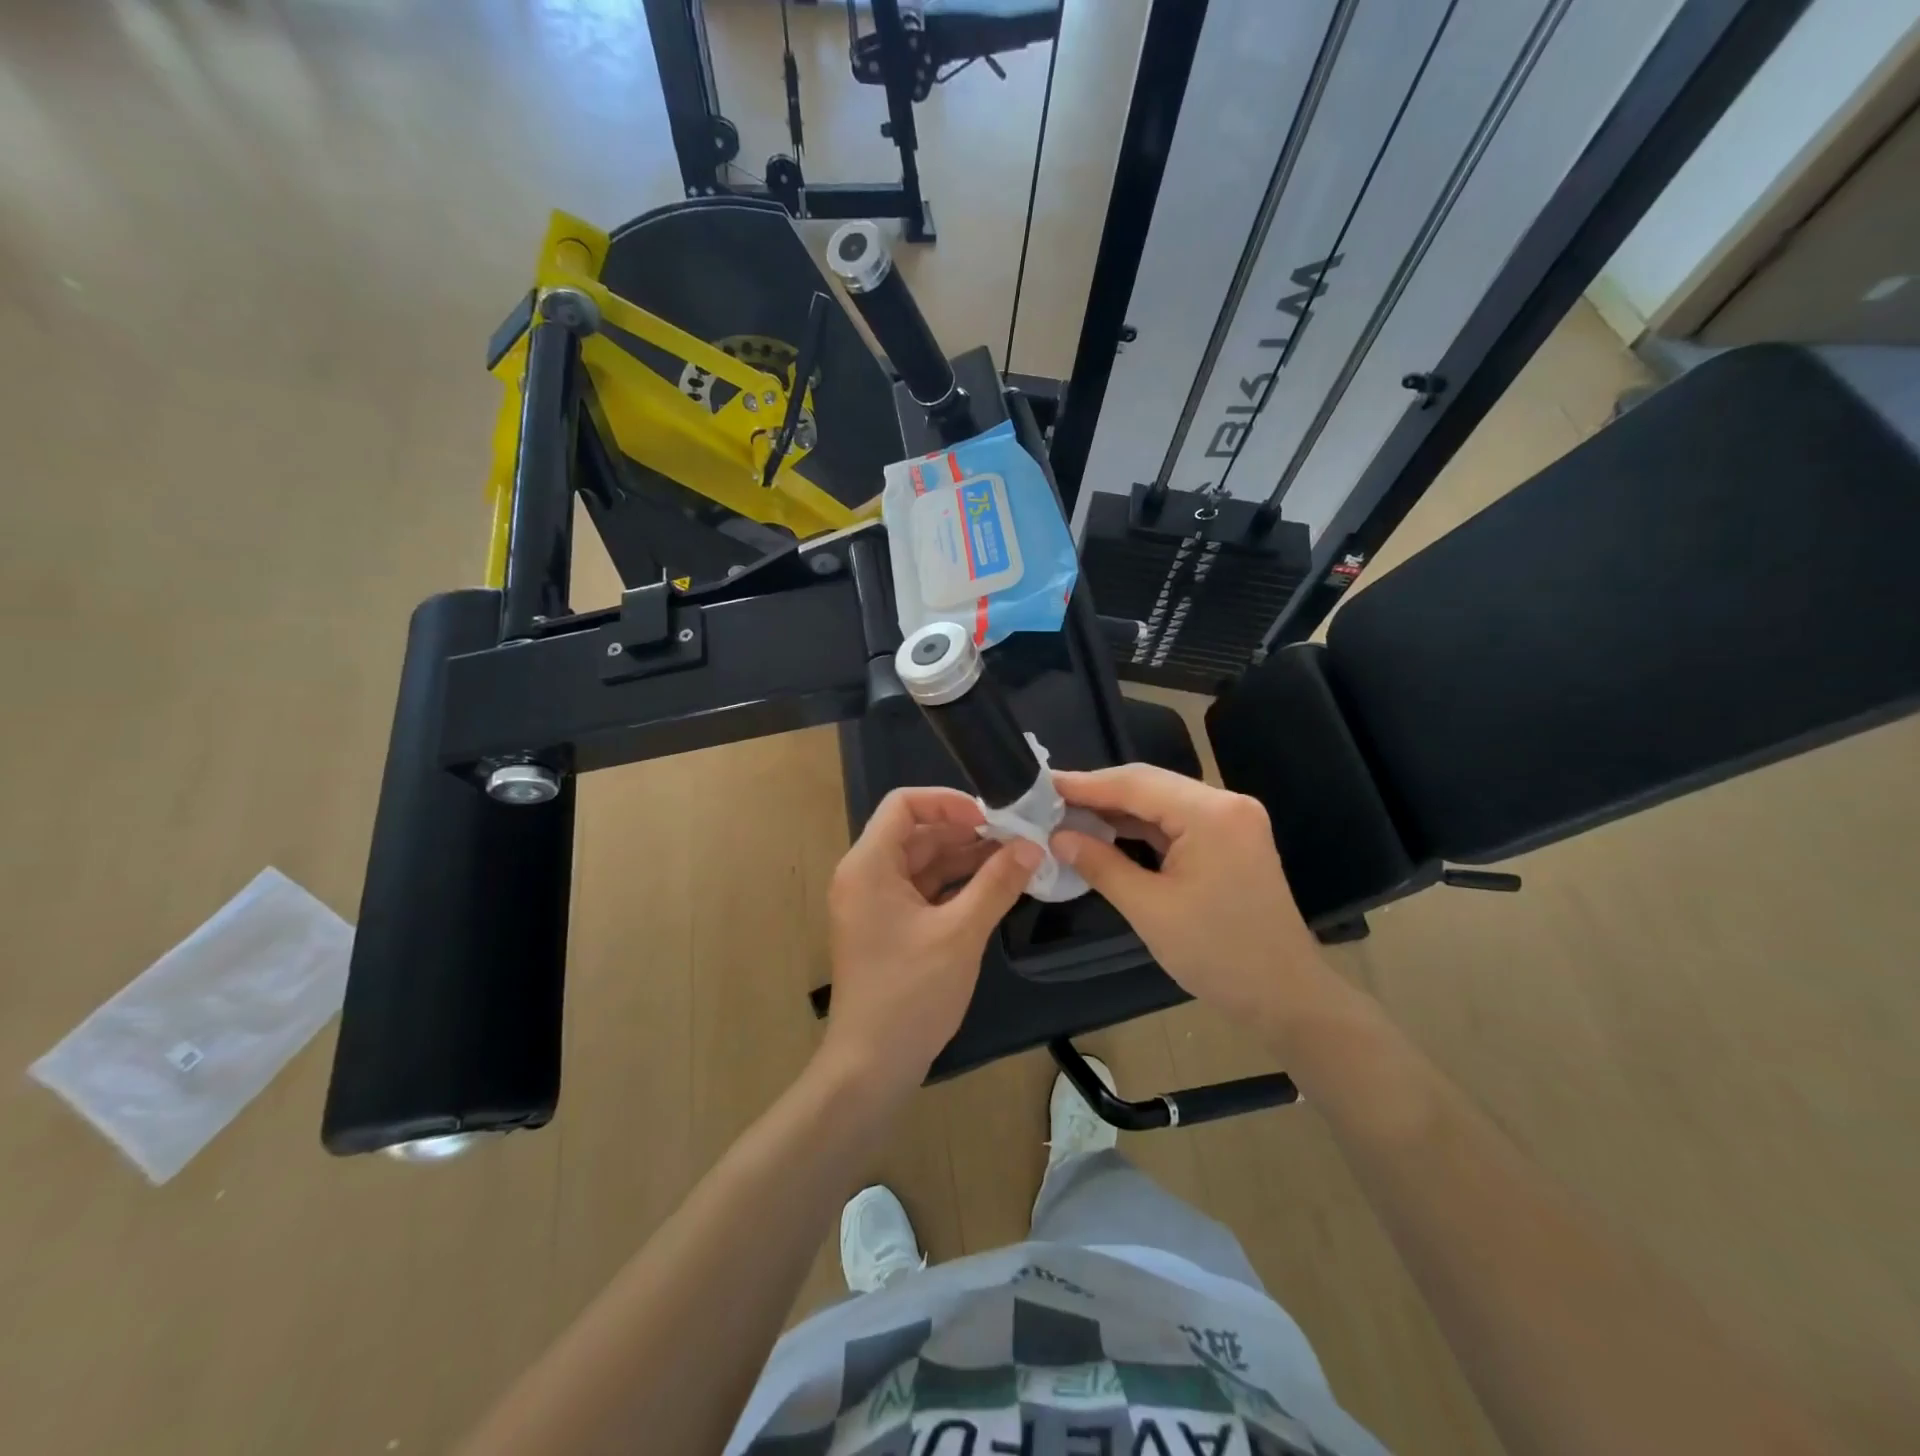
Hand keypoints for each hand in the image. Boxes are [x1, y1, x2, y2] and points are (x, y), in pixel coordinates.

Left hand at [822, 787, 1040, 1092]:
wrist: (871, 1065)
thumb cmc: (910, 993)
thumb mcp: (960, 933)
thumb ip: (996, 884)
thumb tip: (1032, 845)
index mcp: (869, 866)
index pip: (904, 804)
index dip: (947, 801)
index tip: (990, 816)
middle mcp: (866, 876)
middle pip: (917, 833)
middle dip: (966, 832)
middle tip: (1016, 836)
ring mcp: (875, 903)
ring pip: (923, 863)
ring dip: (965, 859)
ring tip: (1015, 858)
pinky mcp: (888, 927)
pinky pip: (923, 890)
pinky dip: (955, 885)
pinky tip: (994, 887)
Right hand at [1051, 764, 1327, 1035]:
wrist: (1286, 997)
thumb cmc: (1218, 955)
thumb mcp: (1150, 909)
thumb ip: (1100, 865)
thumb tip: (1057, 837)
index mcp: (1211, 814)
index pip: (1136, 784)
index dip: (1085, 784)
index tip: (1041, 784)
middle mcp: (1226, 804)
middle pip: (1149, 785)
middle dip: (1098, 793)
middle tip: (1049, 799)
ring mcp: (1231, 821)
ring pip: (1161, 802)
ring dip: (1117, 809)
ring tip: (1068, 813)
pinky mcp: (1230, 840)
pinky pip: (1175, 822)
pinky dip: (1139, 826)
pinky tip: (1106, 831)